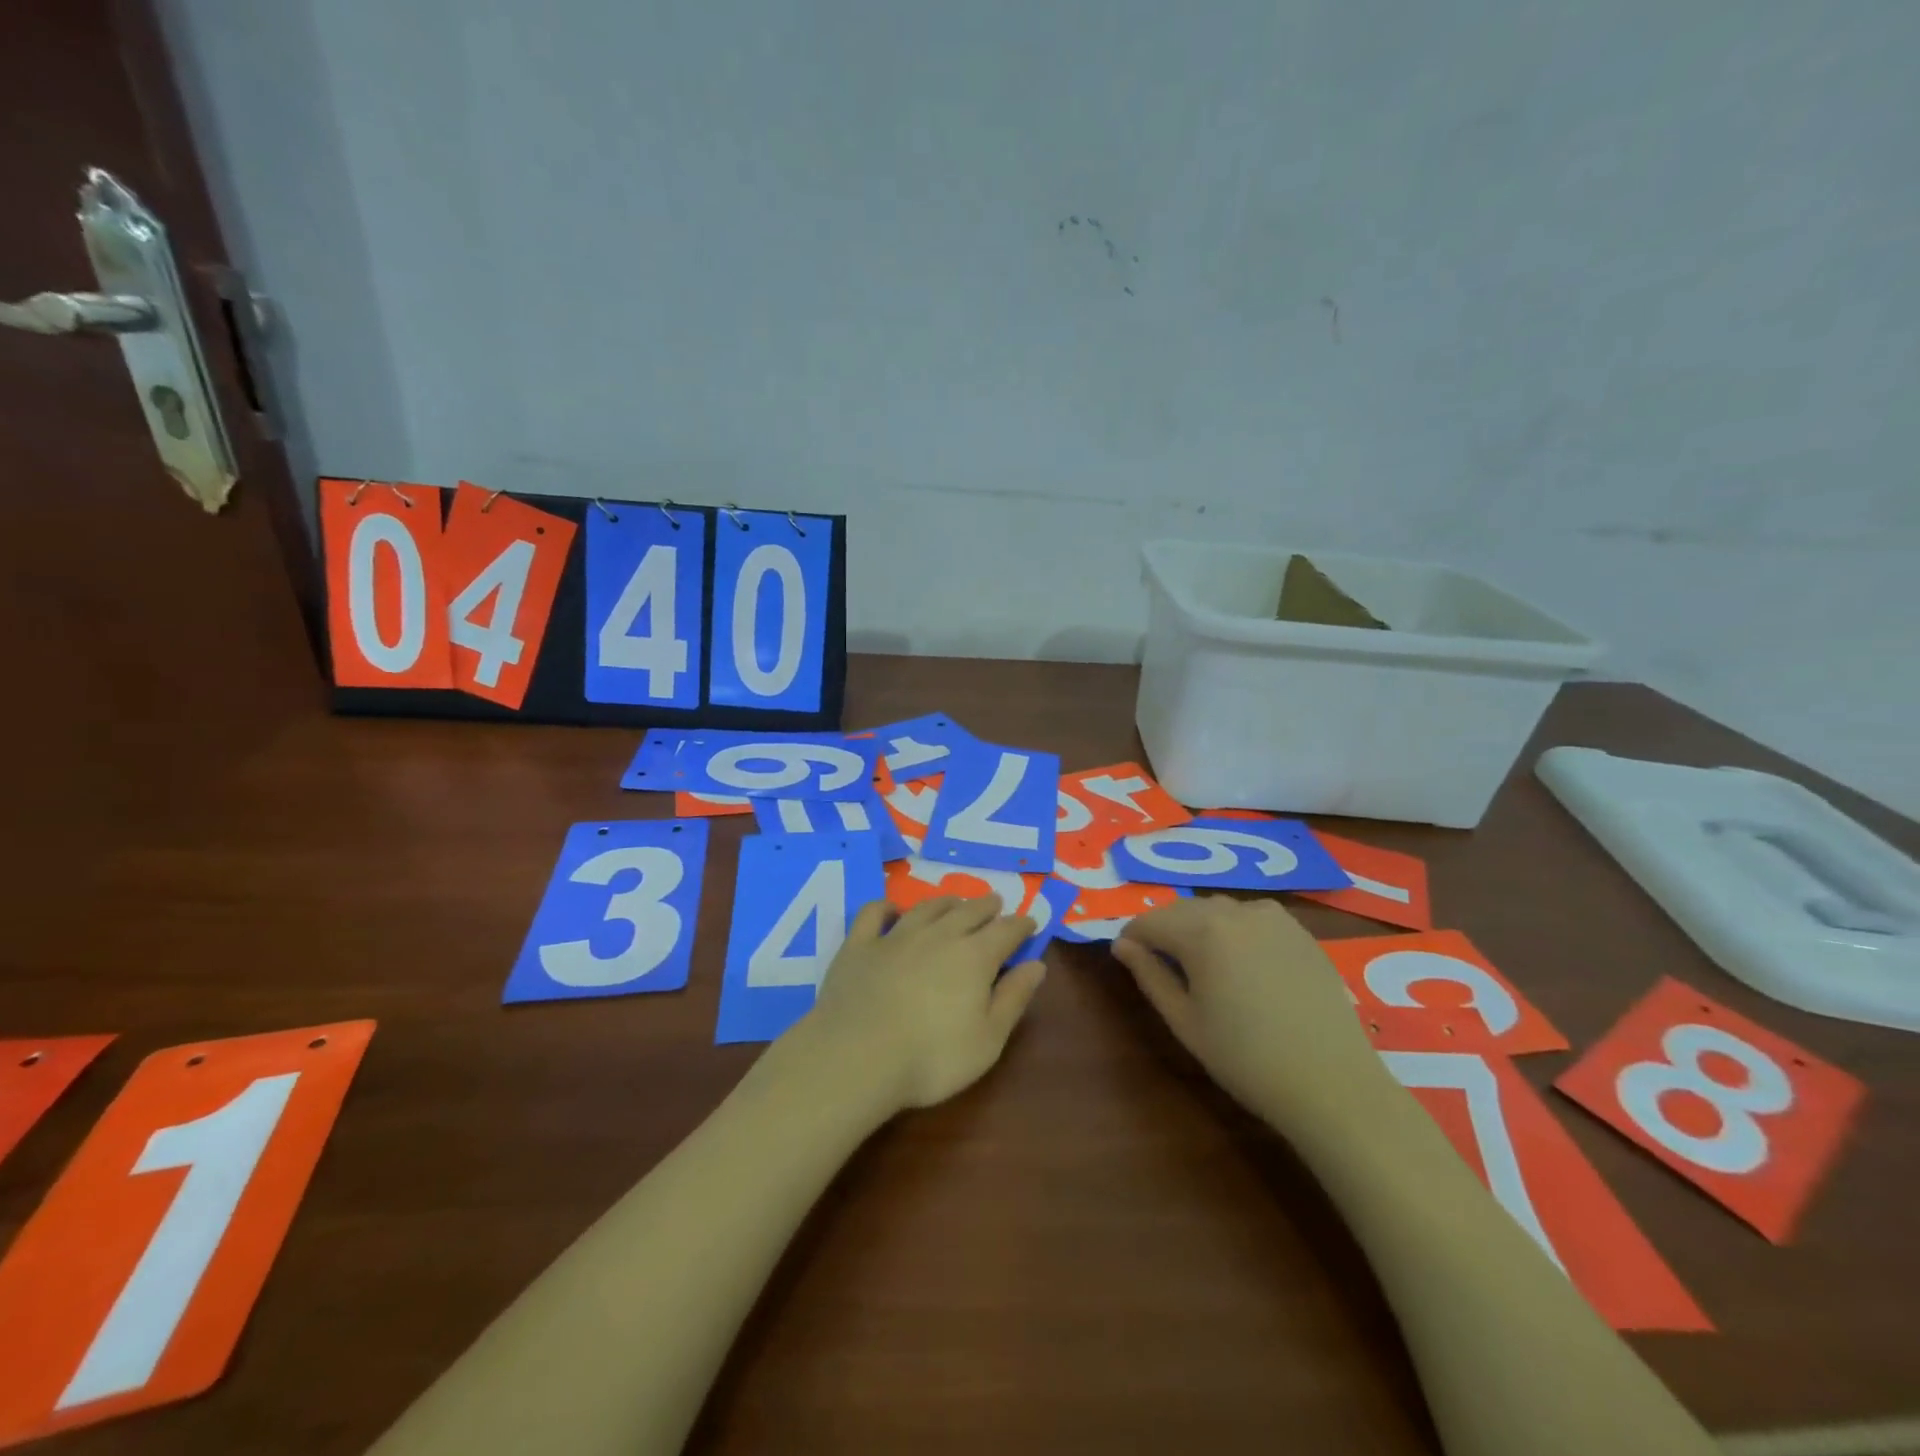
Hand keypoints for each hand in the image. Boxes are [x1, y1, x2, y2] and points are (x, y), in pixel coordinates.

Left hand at [800, 895, 1045, 1113]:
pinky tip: (892, 910)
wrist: (856, 1057)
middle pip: (969, 911)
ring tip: (955, 902)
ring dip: (946, 902)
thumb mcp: (988, 1040)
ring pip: (927, 907)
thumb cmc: (931, 1057)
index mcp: (975, 956)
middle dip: (986, 906)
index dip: (1021, 925)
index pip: (1006, 931)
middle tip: (995, 903)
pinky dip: (886, 907)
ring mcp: (896, 936)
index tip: (1030, 923)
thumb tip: (1037, 964)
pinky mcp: (860, 945)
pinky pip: (874, 913)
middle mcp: (939, 935)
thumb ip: (1014, 998)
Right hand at [1112, 896, 1386, 1132]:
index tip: (1125, 958)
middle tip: (1159, 964)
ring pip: (1217, 909)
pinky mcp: (1298, 931)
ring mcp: (1272, 918)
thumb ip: (1149, 975)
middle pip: (1182, 909)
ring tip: (1200, 964)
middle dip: (1163, 929)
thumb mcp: (1184, 1021)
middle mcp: (1234, 912)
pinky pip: (1251, 916)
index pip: (1149, 921)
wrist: (1332, 1083)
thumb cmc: (1246, 1059)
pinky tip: (1241, 962)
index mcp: (1201, 932)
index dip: (1131, 938)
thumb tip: (1122, 945)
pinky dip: (1234, 928)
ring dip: (1198, 926)